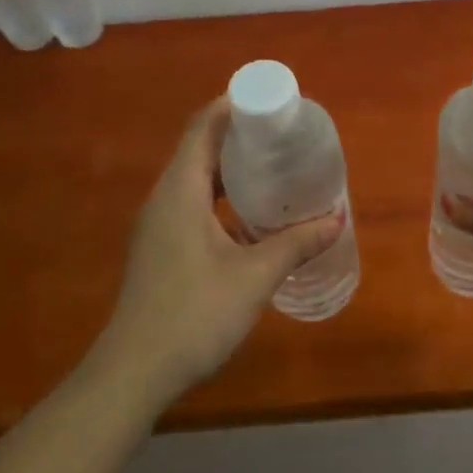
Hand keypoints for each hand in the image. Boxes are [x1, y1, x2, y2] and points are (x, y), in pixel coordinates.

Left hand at [100, 98, 344, 402]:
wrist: (134, 373)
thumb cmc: (194, 314)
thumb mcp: (254, 276)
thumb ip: (296, 244)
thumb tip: (337, 219)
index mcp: (180, 190)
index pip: (204, 127)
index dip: (233, 105)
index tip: (270, 100)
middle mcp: (164, 198)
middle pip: (200, 147)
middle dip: (239, 134)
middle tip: (283, 133)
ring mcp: (159, 223)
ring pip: (196, 177)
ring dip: (231, 166)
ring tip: (274, 166)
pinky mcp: (161, 246)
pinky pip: (193, 201)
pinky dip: (221, 194)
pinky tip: (251, 213)